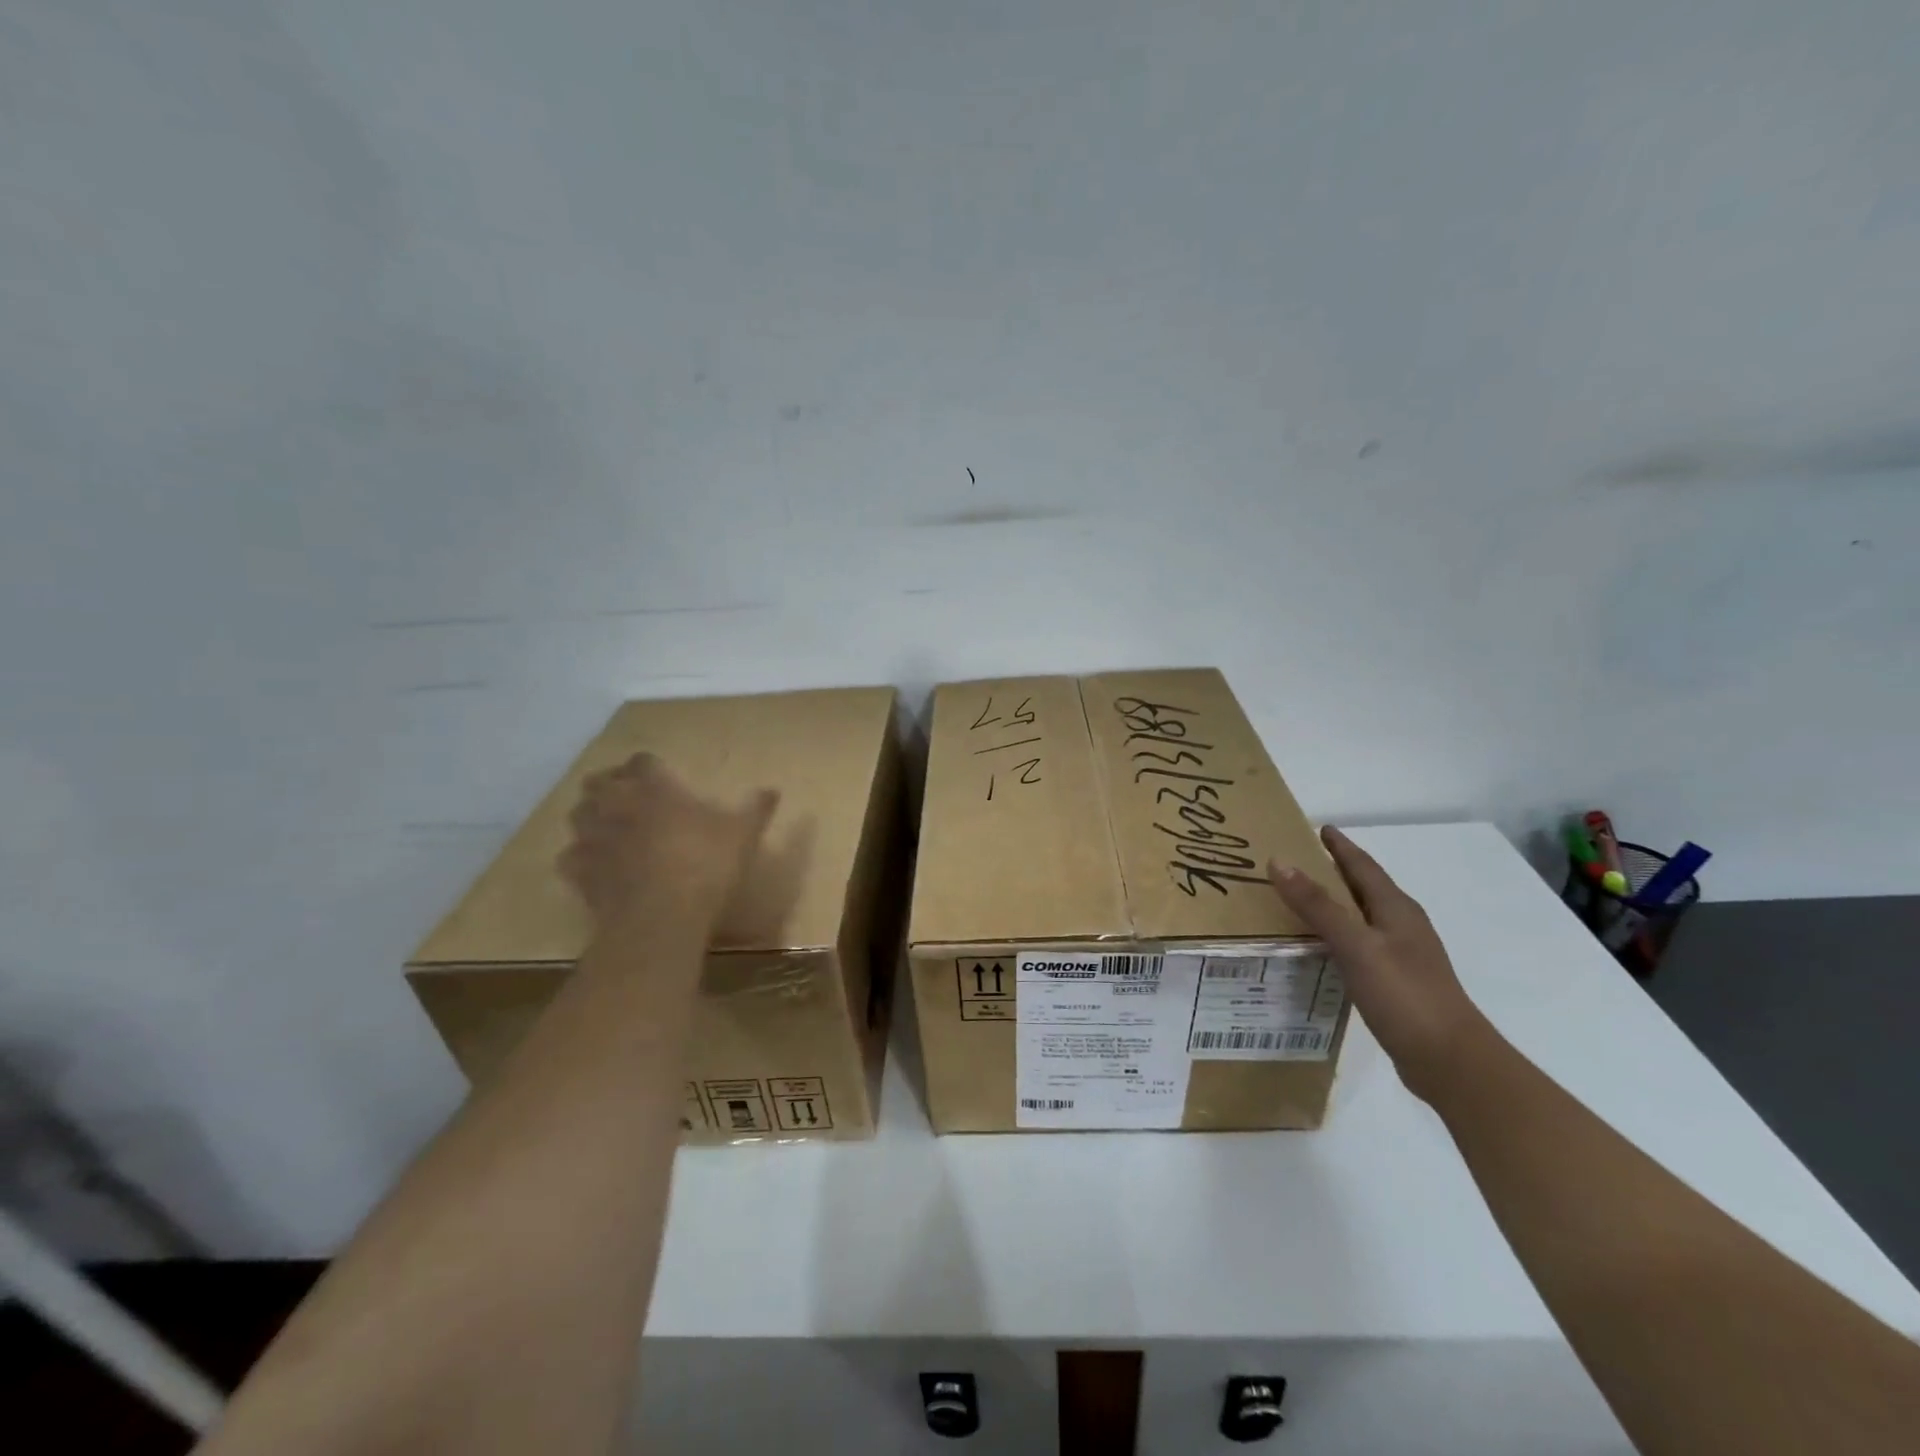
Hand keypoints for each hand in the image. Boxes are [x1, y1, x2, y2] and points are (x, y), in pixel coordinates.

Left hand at [559, 753, 779, 927]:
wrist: (660, 918)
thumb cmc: (705, 866)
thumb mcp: (742, 835)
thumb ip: (755, 809)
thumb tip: (772, 790)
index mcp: (655, 788)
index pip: (643, 761)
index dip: (650, 766)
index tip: (660, 774)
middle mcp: (617, 804)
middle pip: (599, 781)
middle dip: (611, 784)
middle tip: (629, 796)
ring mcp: (593, 838)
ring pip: (577, 814)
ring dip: (590, 815)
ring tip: (607, 825)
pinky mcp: (579, 872)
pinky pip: (570, 856)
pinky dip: (580, 857)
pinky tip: (594, 865)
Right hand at [1269, 827, 1495, 1101]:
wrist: (1451, 1061)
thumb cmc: (1404, 994)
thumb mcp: (1355, 945)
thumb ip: (1318, 905)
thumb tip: (1279, 862)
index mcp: (1397, 909)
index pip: (1364, 866)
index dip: (1341, 847)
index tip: (1320, 828)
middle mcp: (1402, 926)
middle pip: (1366, 888)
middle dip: (1337, 871)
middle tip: (1301, 860)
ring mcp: (1403, 956)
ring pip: (1363, 917)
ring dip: (1337, 904)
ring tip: (1303, 900)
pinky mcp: (1398, 983)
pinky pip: (1361, 945)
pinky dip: (1339, 936)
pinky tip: (1322, 948)